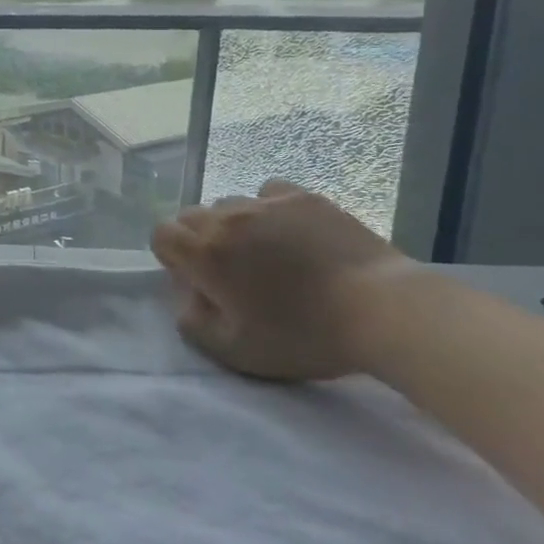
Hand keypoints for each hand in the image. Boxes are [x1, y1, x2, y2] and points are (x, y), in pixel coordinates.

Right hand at [151, 180, 414, 381]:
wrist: (382, 310)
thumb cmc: (303, 335)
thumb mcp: (235, 351)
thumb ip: (193, 322)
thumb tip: (188, 297)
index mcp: (205, 253)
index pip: (161, 235)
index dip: (172, 257)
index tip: (197, 280)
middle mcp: (227, 218)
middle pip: (192, 215)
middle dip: (199, 240)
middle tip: (230, 271)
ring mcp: (267, 202)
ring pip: (230, 204)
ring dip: (235, 226)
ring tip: (266, 253)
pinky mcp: (304, 197)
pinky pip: (269, 193)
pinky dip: (270, 209)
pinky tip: (291, 233)